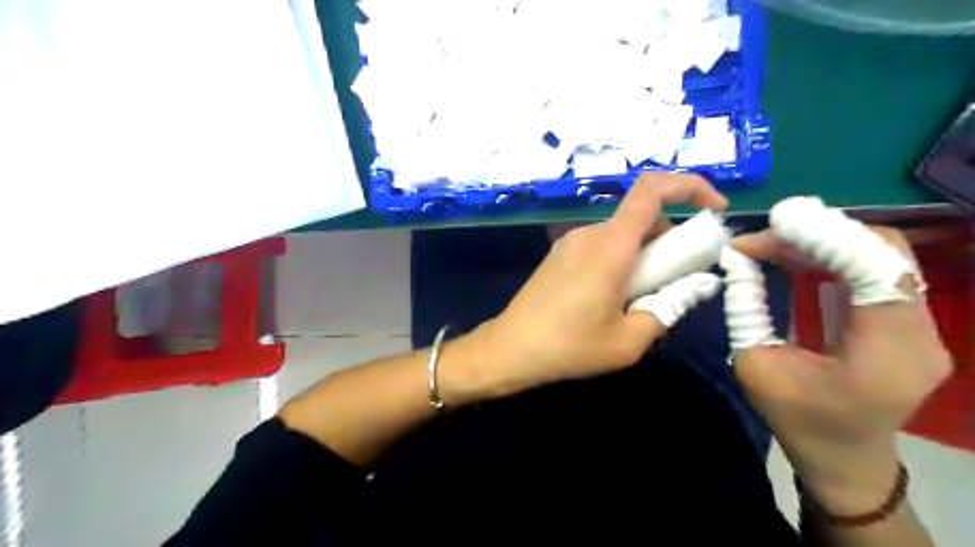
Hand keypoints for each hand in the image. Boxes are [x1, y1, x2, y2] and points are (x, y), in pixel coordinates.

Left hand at [462, 176, 725, 401]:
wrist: (510, 349)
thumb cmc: (569, 347)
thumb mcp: (629, 341)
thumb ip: (668, 309)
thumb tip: (696, 286)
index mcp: (610, 246)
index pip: (652, 191)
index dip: (689, 187)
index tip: (715, 211)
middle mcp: (590, 234)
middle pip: (642, 219)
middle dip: (669, 243)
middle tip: (674, 285)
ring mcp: (570, 243)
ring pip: (623, 235)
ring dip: (644, 257)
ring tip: (639, 301)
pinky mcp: (559, 255)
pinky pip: (602, 247)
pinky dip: (622, 261)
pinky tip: (612, 299)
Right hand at [732, 227, 953, 512]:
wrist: (844, 458)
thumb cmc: (797, 419)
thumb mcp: (755, 364)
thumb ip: (746, 308)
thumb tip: (735, 260)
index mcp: (885, 352)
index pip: (874, 269)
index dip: (825, 236)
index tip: (773, 223)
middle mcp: (920, 333)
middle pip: (885, 253)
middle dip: (819, 233)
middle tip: (763, 235)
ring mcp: (923, 327)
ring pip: (882, 257)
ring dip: (825, 241)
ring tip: (772, 242)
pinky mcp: (910, 323)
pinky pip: (877, 272)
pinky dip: (835, 256)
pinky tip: (798, 256)